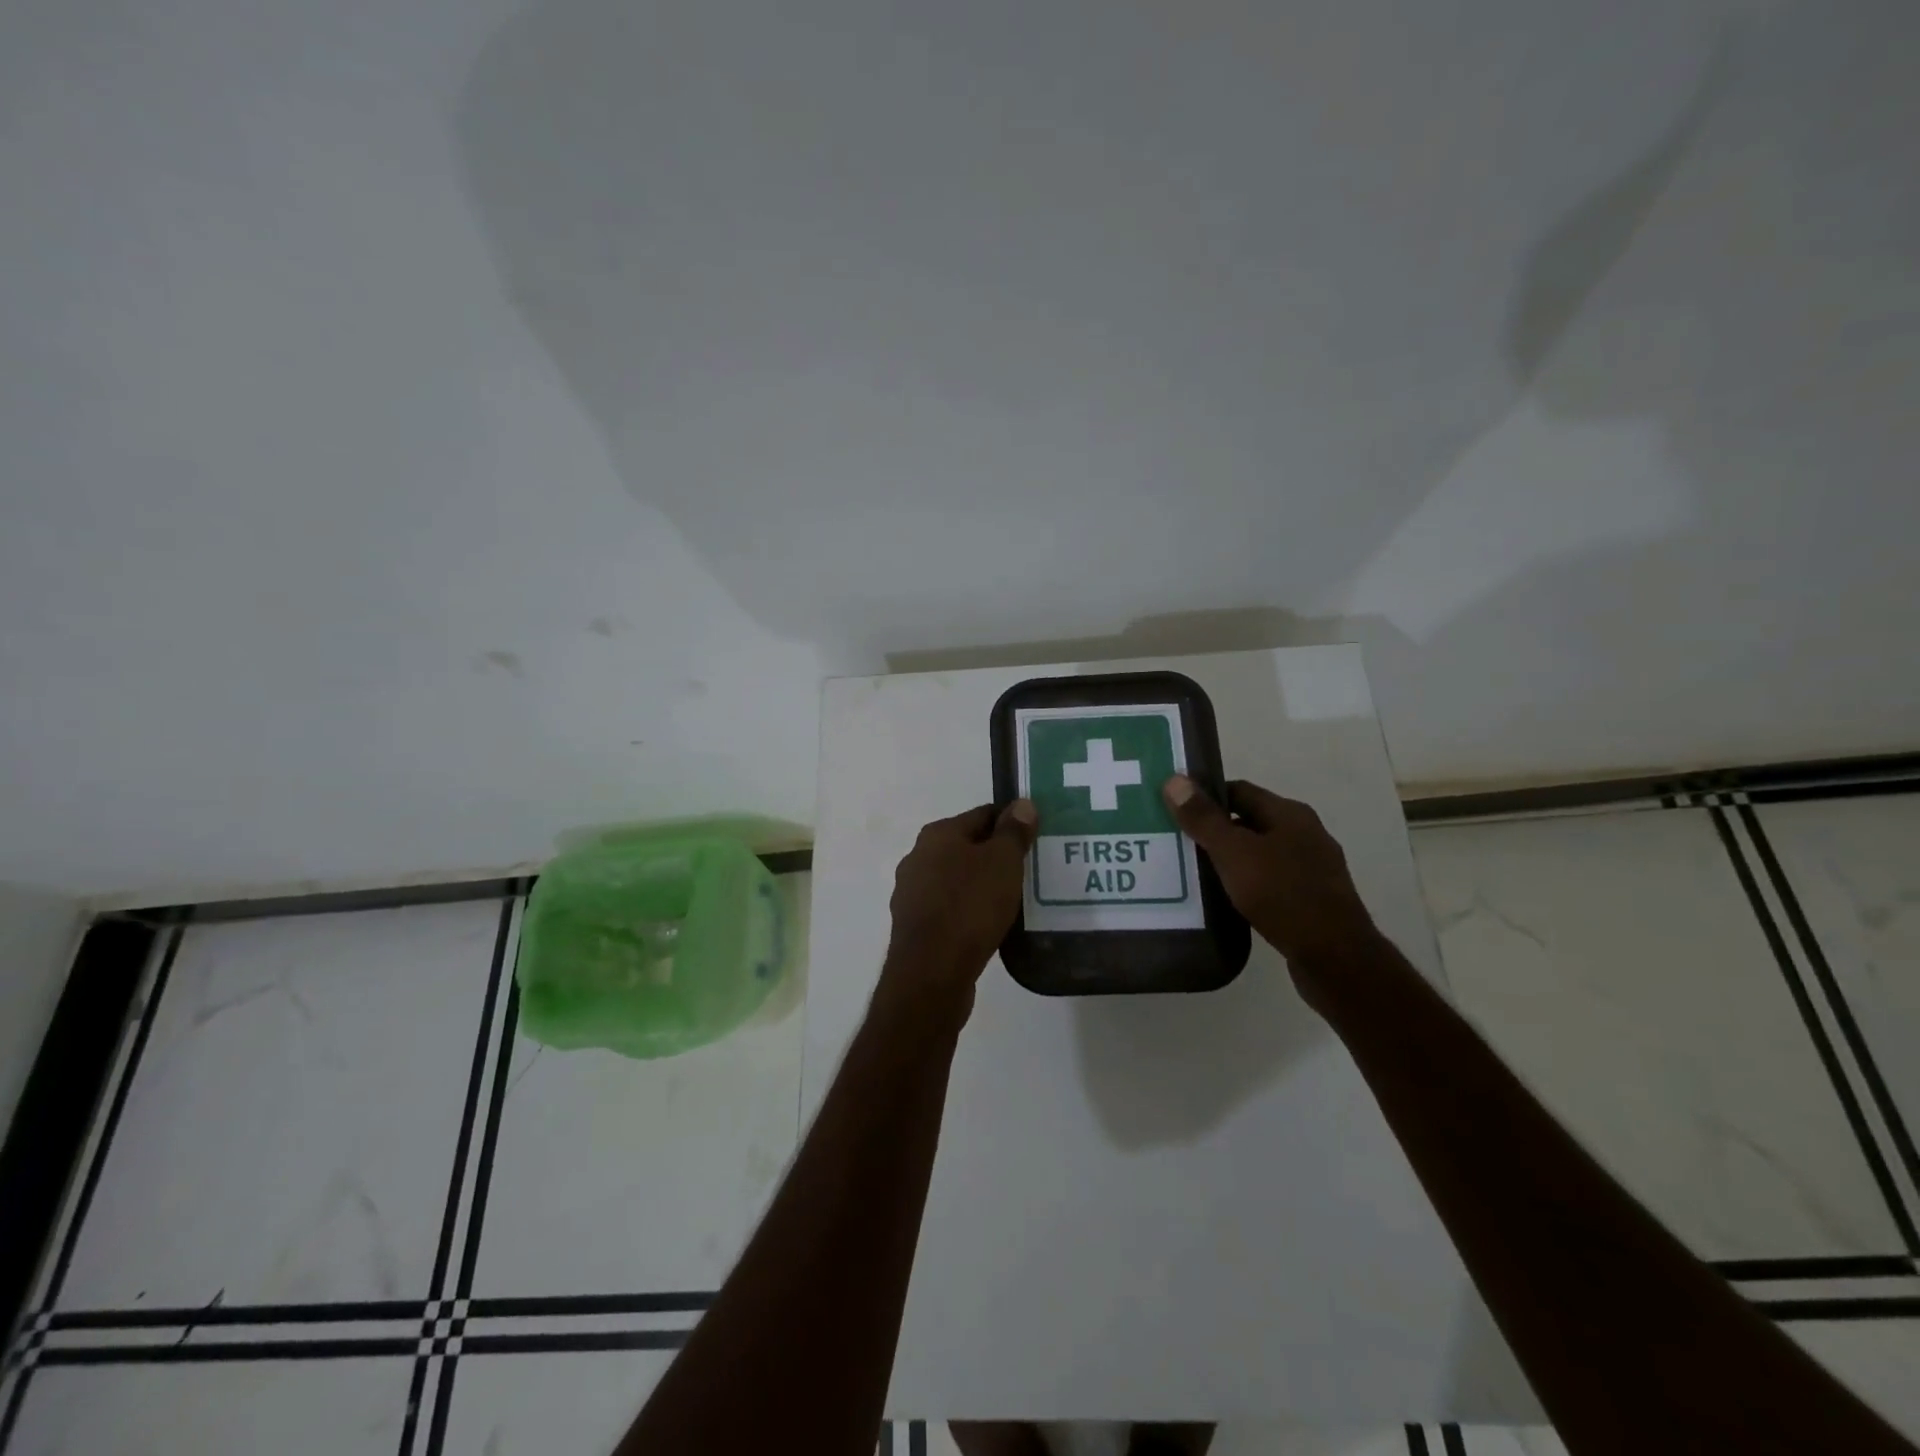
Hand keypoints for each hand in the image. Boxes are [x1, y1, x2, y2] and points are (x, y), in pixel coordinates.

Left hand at [881, 800, 1037, 1014]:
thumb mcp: (1002, 863)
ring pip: (957, 880)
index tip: (1036, 837)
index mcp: (937, 834)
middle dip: (996, 856)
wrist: (931, 973)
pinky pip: (950, 909)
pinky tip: (990, 926)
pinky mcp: (914, 926)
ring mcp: (912, 893)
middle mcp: (918, 858)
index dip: (1011, 822)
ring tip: (1014, 900)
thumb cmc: (969, 907)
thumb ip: (1013, 832)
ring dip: (982, 885)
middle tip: (1030, 870)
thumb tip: (1022, 804)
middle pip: (967, 847)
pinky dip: (969, 911)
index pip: (982, 815)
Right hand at [1162, 775, 1377, 982]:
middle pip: (1249, 821)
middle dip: (1213, 830)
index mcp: (1290, 814)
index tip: (1174, 810)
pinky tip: (1225, 900)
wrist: (1335, 959)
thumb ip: (1203, 819)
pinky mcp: (1311, 900)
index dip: (1205, 797)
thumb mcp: (1234, 853)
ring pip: (1259, 854)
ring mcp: (1312, 869)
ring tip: (1192, 872)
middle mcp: (1305, 834)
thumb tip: (1174, 780)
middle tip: (1176, 842)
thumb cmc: (1283, 895)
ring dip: (1229, 860)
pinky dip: (1245, 885)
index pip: (1239, 790)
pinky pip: (1269, 882)